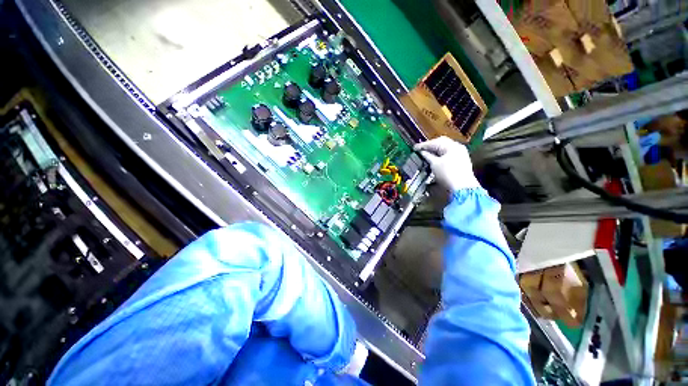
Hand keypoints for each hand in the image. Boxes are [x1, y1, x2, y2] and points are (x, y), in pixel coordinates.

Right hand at [414, 136, 479, 191]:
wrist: (462, 187)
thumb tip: (422, 152)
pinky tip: (435, 157)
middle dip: (430, 145)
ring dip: (435, 150)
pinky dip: (440, 154)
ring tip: (426, 153)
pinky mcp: (461, 160)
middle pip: (441, 142)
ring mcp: (461, 153)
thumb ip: (428, 156)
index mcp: (452, 146)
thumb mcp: (435, 165)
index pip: (435, 142)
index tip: (414, 148)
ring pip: (445, 148)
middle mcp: (457, 147)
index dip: (423, 145)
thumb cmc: (448, 174)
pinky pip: (448, 153)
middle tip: (420, 149)